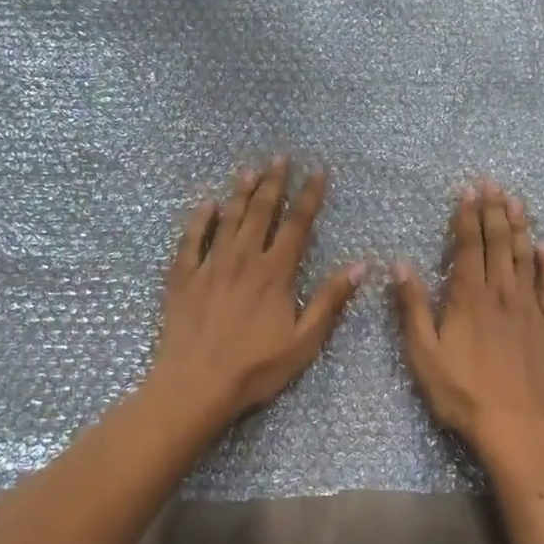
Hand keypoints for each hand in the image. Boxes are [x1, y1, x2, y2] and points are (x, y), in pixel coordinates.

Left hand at [149, 157, 364, 431]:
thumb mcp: (304, 341)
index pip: (297, 224)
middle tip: (280, 157)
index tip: (317, 171)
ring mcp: (210, 265)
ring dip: (241, 192)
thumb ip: (330, 300)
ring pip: (228, 219)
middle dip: (274, 182)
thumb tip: (360, 266)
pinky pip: (191, 239)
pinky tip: (206, 204)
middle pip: (261, 212)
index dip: (309, 196)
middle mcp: (243, 259)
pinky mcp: (183, 277)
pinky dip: (200, 219)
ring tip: (249, 169)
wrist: (195, 385)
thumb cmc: (255, 368)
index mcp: (275, 273)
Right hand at [394, 179, 543, 478]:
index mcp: (469, 297)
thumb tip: (400, 265)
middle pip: (499, 243)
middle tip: (494, 184)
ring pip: (526, 257)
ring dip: (521, 228)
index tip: (469, 190)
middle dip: (495, 211)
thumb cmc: (464, 394)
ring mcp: (532, 308)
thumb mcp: (424, 355)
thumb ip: (412, 308)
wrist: (520, 428)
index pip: (469, 246)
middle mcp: (503, 293)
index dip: (468, 216)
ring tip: (518, 202)